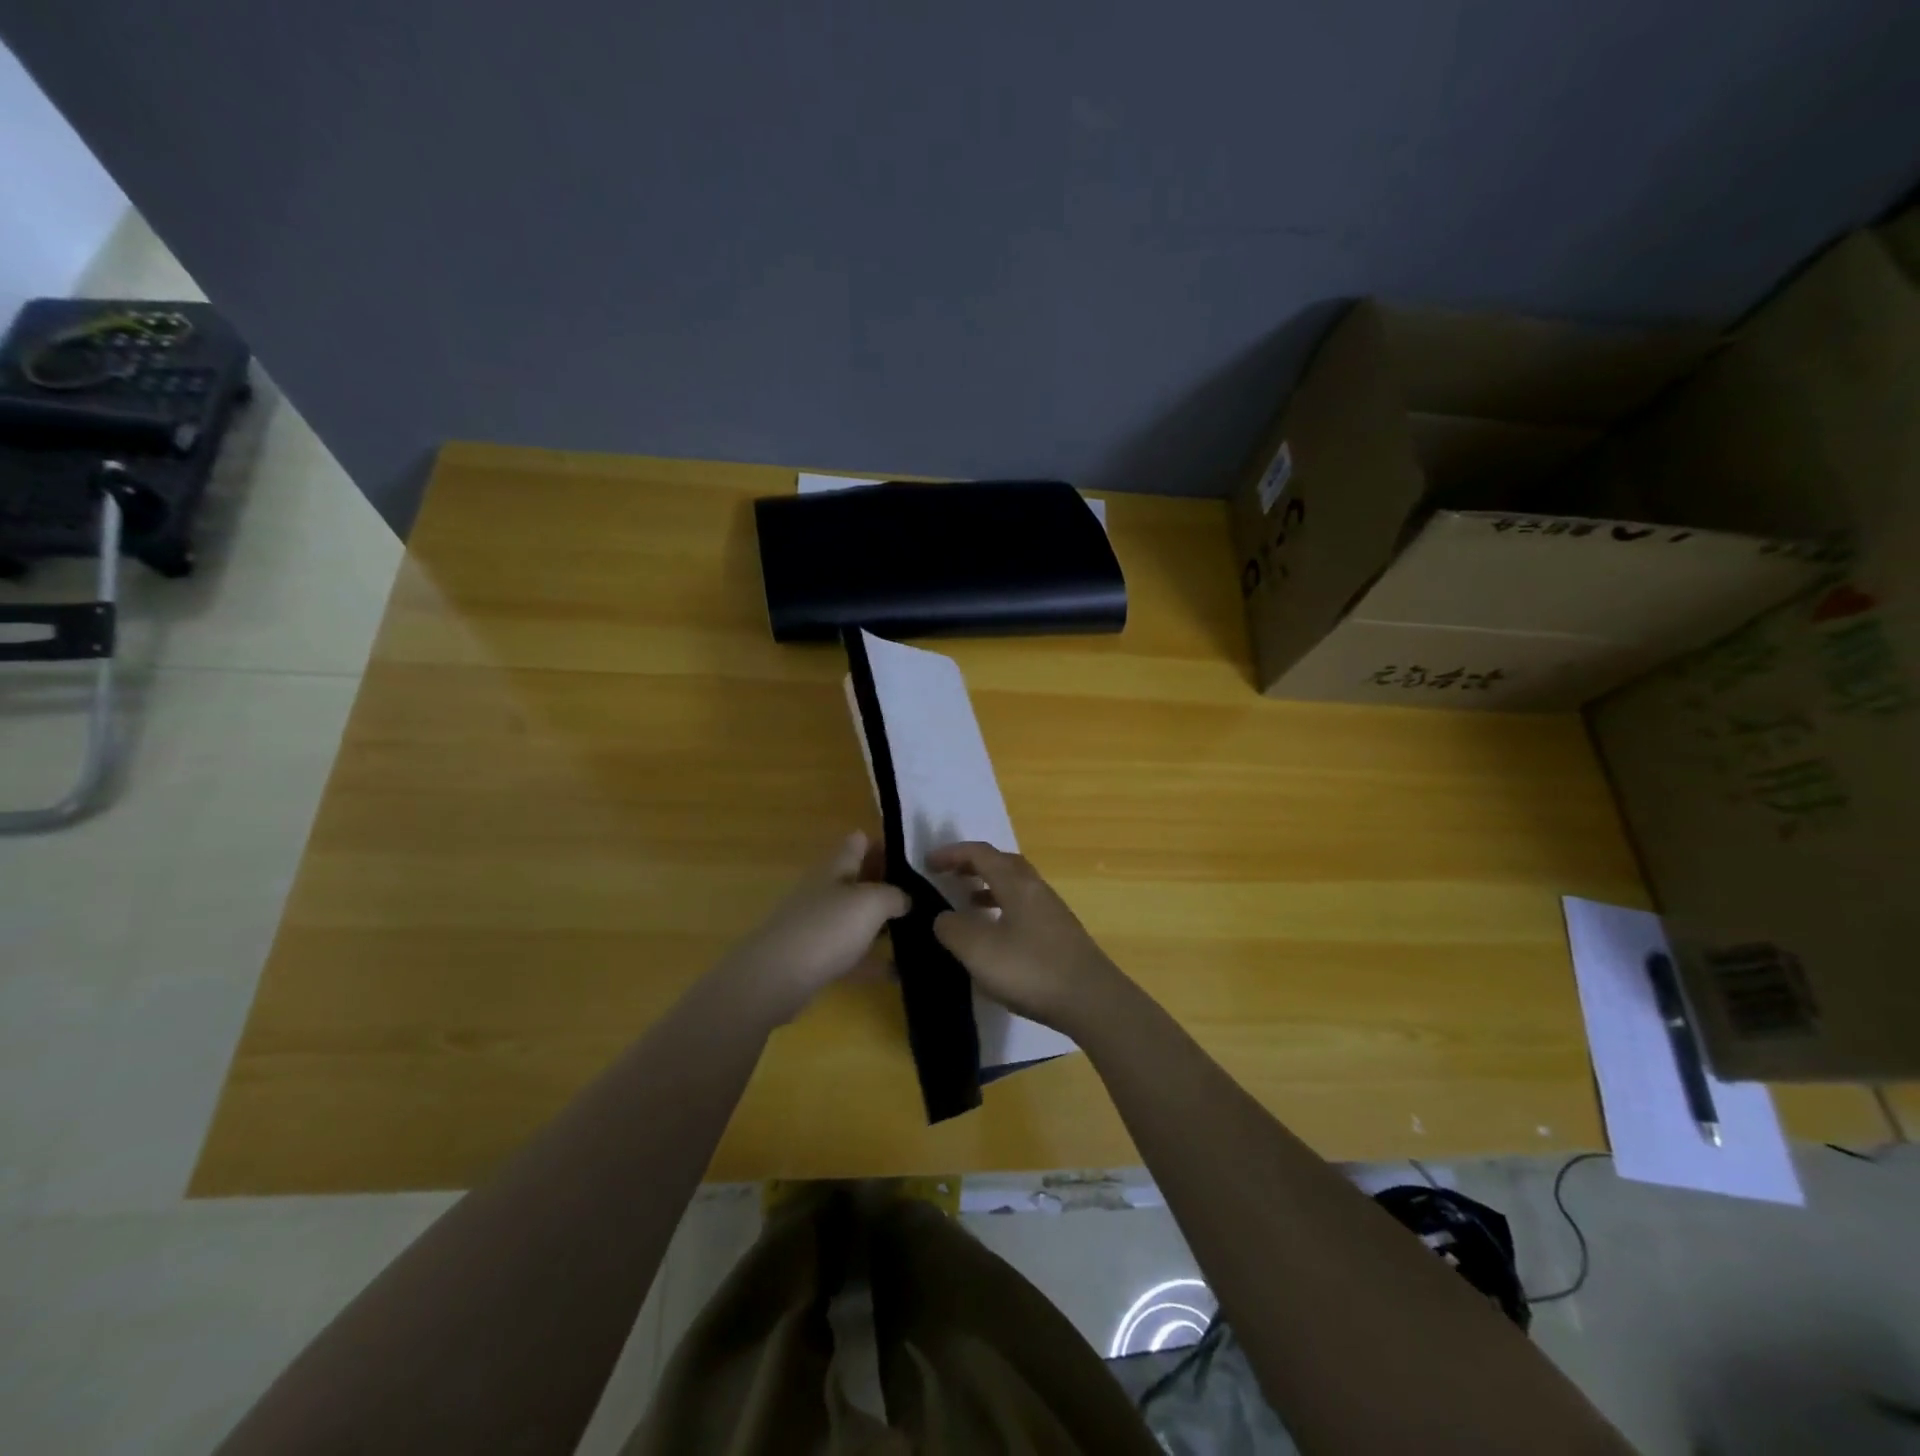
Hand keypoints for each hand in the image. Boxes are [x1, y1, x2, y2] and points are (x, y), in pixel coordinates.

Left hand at [721, 832, 908, 1023]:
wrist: (776, 978)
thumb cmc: (827, 928)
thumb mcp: (871, 902)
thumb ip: (894, 895)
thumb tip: (906, 898)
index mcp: (836, 868)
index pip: (859, 843)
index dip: (884, 843)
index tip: (915, 854)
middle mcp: (825, 892)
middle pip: (859, 880)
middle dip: (889, 884)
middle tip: (926, 893)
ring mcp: (818, 926)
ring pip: (856, 918)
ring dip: (882, 923)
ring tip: (919, 929)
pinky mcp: (815, 960)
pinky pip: (851, 955)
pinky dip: (872, 961)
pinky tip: (898, 972)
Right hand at [927, 841, 1126, 1034]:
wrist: (1091, 1001)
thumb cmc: (1031, 970)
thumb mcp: (979, 951)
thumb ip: (953, 929)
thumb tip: (943, 917)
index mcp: (1016, 883)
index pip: (981, 853)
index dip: (952, 853)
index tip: (927, 863)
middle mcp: (1036, 889)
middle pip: (1002, 863)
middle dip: (973, 864)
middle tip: (949, 876)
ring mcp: (1052, 912)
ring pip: (1015, 886)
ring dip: (989, 887)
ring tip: (967, 903)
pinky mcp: (1060, 935)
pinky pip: (1024, 908)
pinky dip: (1003, 909)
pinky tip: (995, 935)